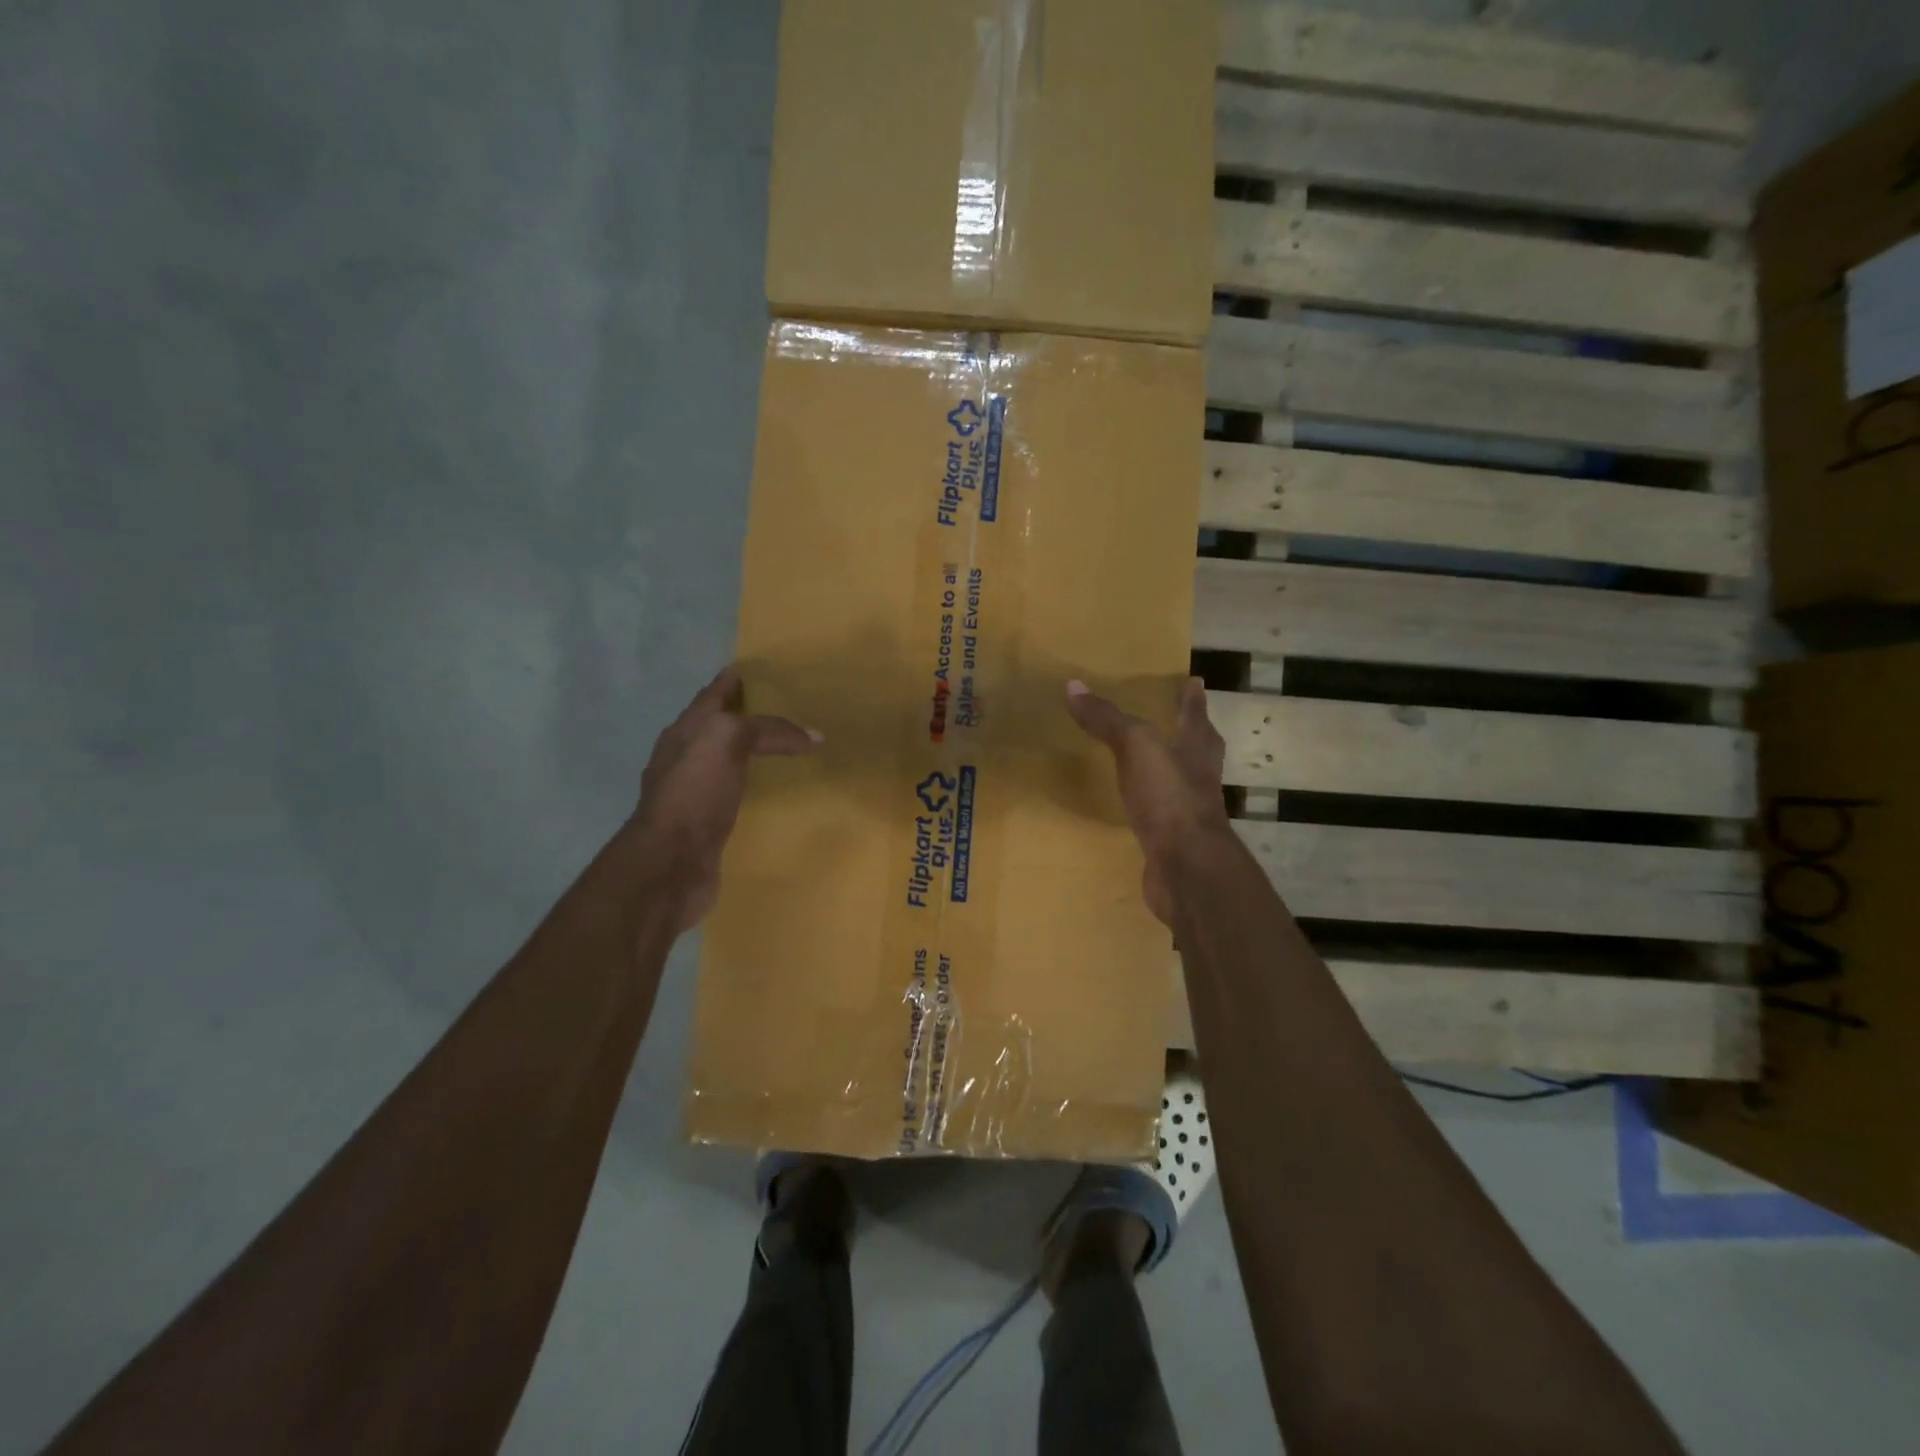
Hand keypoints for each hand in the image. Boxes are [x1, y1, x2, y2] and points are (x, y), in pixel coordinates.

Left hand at [629, 667, 819, 930]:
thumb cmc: (694, 792)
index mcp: (684, 732)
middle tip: (778, 707)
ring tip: (780, 747)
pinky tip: (767, 790)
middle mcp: (684, 758)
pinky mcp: (705, 824)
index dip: (730, 682)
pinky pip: (733, 794)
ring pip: (724, 761)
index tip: (751, 669)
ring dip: (746, 751)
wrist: (670, 864)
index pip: (711, 697)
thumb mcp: (727, 739)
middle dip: (740, 714)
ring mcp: (692, 793)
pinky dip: (750, 785)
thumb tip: (812, 736)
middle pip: (716, 727)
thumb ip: (768, 730)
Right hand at [1065, 677, 1230, 926]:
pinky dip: (1151, 809)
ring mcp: (1188, 814)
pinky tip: (1135, 810)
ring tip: (1149, 762)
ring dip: (1169, 771)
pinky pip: (1160, 817)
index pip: (1195, 716)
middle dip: (1190, 734)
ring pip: (1181, 783)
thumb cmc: (1169, 797)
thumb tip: (1074, 686)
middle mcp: (1198, 779)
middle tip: (1177, 719)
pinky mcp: (1173, 843)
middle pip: (1198, 749)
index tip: (1194, 681)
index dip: (1192, 699)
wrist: (1186, 867)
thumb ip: (1107, 719)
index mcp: (1196, 750)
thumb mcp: (1135, 746)